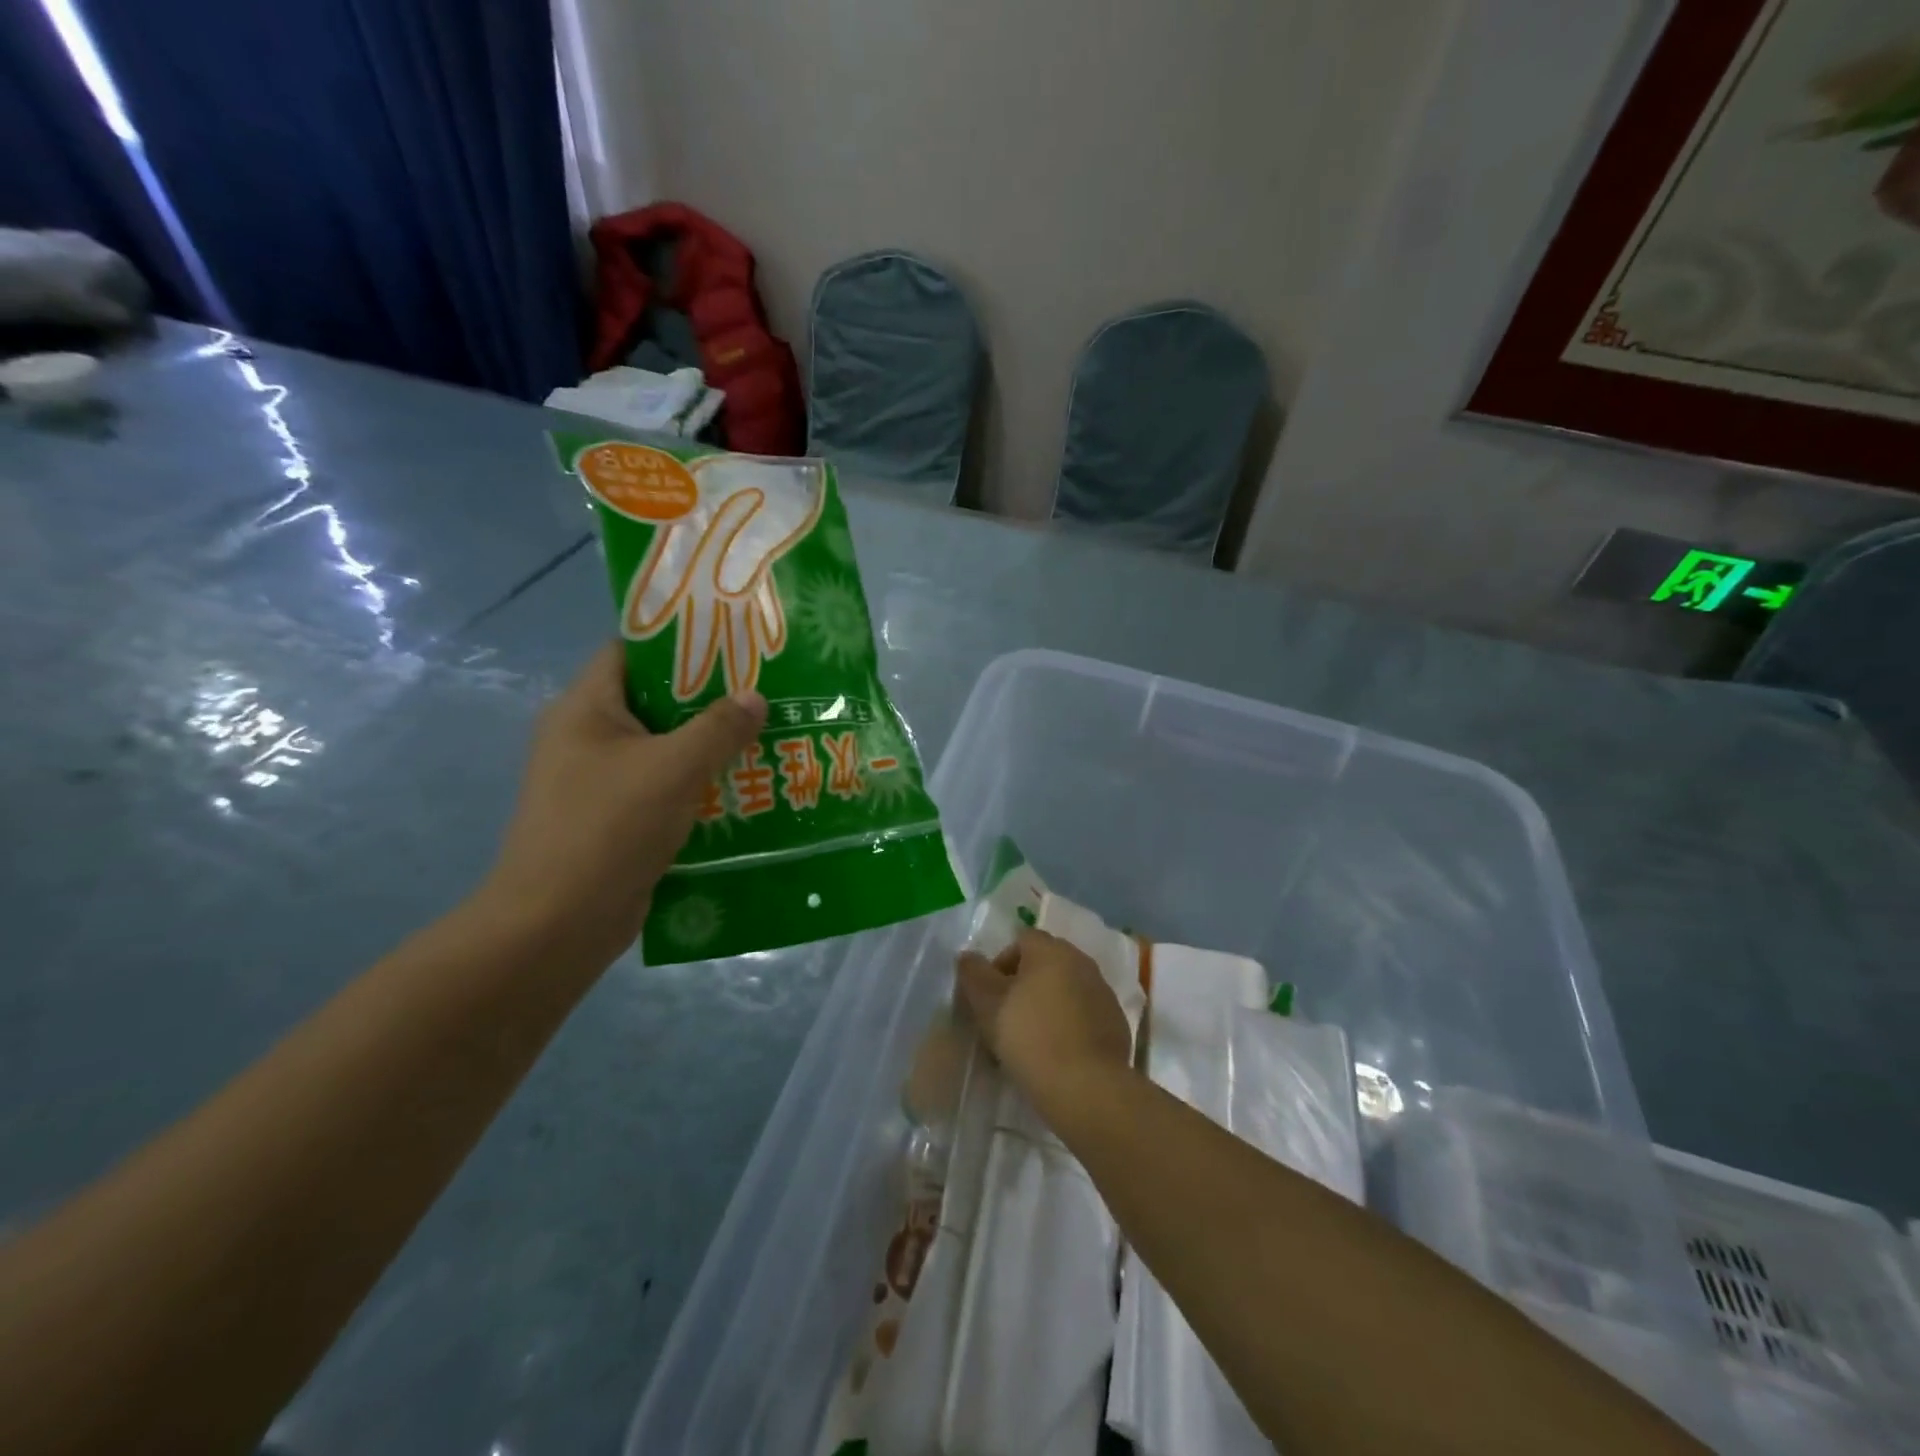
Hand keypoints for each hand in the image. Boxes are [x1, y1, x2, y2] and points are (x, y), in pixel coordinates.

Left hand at [480, 642, 765, 955]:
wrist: (558, 923)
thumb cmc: (609, 827)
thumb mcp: (674, 768)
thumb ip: (719, 727)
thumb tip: (756, 696)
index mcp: (584, 708)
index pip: (630, 652)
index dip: (679, 642)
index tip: (732, 645)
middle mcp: (584, 737)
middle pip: (651, 700)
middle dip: (706, 698)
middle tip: (760, 693)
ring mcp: (595, 781)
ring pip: (660, 748)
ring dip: (706, 745)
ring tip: (761, 736)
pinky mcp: (611, 819)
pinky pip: (659, 786)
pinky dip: (695, 784)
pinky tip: (739, 787)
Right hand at [956, 929, 1132, 1111]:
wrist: (1087, 1087)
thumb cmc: (1030, 1036)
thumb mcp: (988, 1004)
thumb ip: (973, 974)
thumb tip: (968, 956)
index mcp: (1051, 950)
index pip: (1021, 940)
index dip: (1000, 964)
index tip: (990, 997)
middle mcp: (1081, 961)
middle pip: (1045, 963)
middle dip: (1024, 985)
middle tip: (1006, 1019)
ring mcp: (1102, 992)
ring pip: (1065, 989)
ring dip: (1047, 1005)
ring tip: (1030, 1041)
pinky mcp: (1115, 1022)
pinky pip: (1084, 1014)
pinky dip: (1069, 1025)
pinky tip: (1057, 1053)